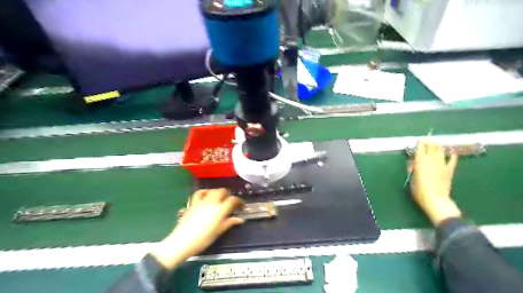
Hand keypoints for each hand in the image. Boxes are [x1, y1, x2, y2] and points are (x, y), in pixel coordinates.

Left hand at [149, 189, 243, 268]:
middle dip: (228, 195)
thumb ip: (230, 222)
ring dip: (218, 192)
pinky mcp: (193, 203)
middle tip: (230, 201)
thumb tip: (240, 219)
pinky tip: (206, 195)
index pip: (233, 200)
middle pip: (222, 191)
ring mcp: (202, 201)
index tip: (241, 206)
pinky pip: (199, 193)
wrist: (183, 241)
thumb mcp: (219, 231)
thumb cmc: (203, 239)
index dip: (238, 201)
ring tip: (220, 197)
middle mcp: (212, 202)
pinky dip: (205, 192)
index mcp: (221, 209)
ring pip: (212, 190)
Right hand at [408, 141, 461, 225]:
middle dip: (429, 142)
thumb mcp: (411, 178)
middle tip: (426, 139)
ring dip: (438, 146)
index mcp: (420, 161)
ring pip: (441, 150)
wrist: (435, 199)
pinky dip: (451, 154)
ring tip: (436, 143)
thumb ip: (412, 168)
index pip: (420, 148)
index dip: (419, 143)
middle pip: (431, 146)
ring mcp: (442, 164)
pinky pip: (452, 159)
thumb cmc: (419, 190)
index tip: (418, 140)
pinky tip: (451, 152)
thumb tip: (413, 162)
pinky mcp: (450, 170)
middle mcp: (432, 160)